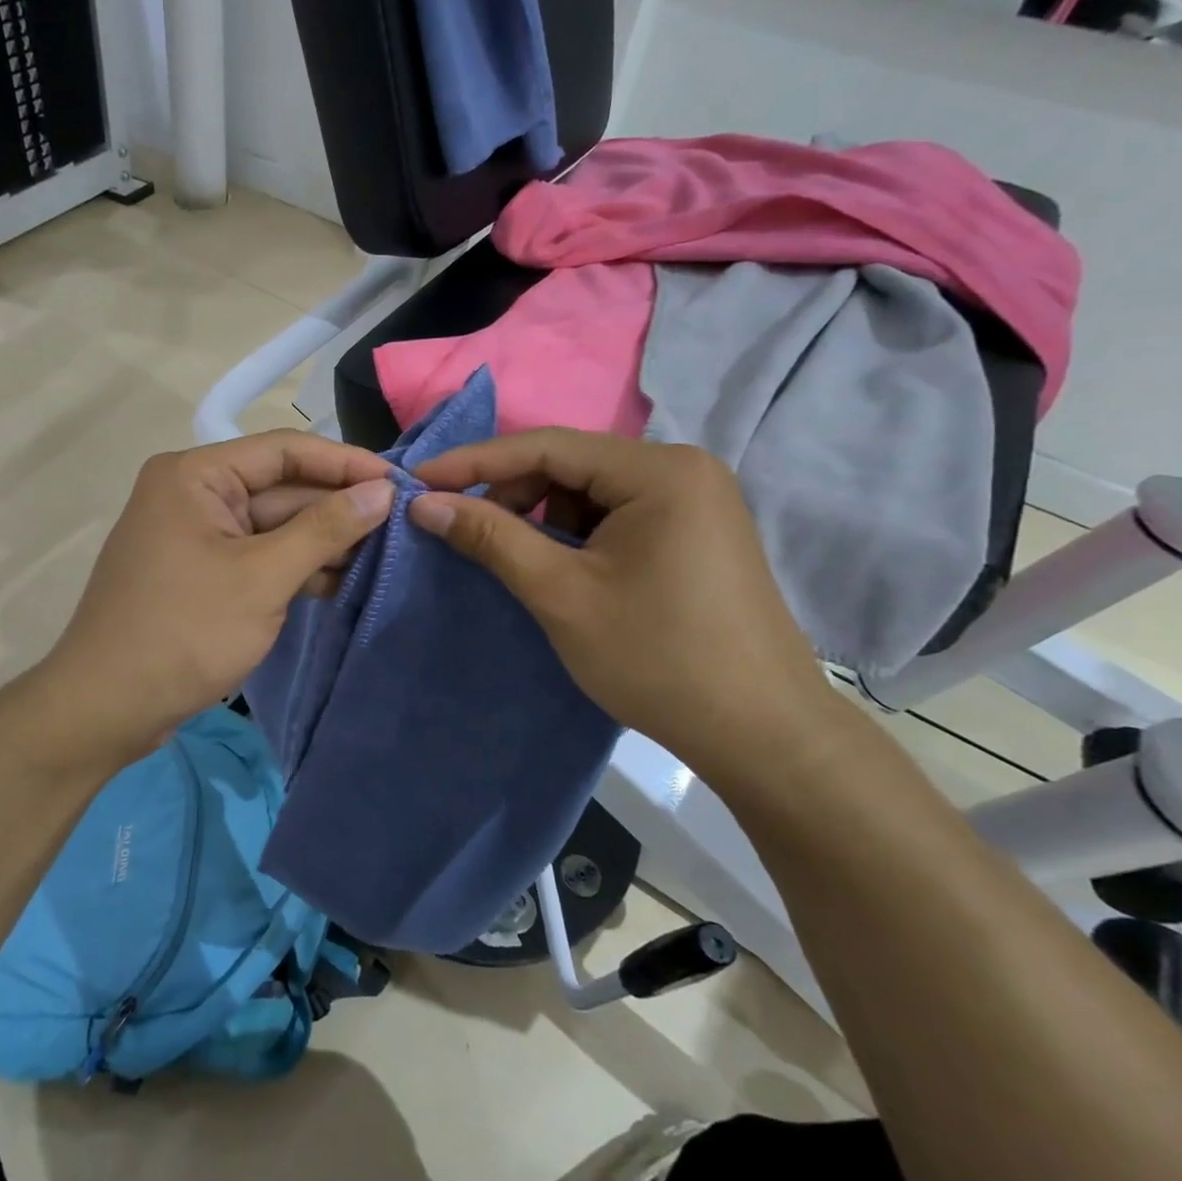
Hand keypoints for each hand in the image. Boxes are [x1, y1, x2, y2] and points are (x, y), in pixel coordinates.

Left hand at [40, 432, 393, 757]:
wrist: (105, 708)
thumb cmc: (184, 632)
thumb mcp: (262, 577)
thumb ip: (325, 529)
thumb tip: (382, 491)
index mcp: (196, 475)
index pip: (284, 450)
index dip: (344, 464)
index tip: (398, 482)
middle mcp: (194, 493)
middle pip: (281, 488)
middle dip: (336, 508)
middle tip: (401, 525)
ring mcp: (197, 536)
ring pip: (274, 526)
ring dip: (322, 542)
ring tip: (383, 556)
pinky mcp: (203, 573)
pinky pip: (259, 556)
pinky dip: (296, 568)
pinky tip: (341, 582)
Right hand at [408, 430, 842, 774]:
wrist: (762, 734)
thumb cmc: (657, 658)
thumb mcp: (561, 594)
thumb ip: (491, 538)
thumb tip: (423, 503)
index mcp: (659, 471)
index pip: (546, 446)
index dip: (475, 462)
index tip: (419, 481)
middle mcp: (682, 469)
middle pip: (571, 465)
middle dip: (512, 495)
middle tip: (464, 531)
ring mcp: (695, 501)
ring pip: (591, 492)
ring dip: (543, 520)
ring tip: (517, 561)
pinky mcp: (695, 533)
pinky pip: (617, 516)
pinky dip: (577, 537)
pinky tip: (561, 571)